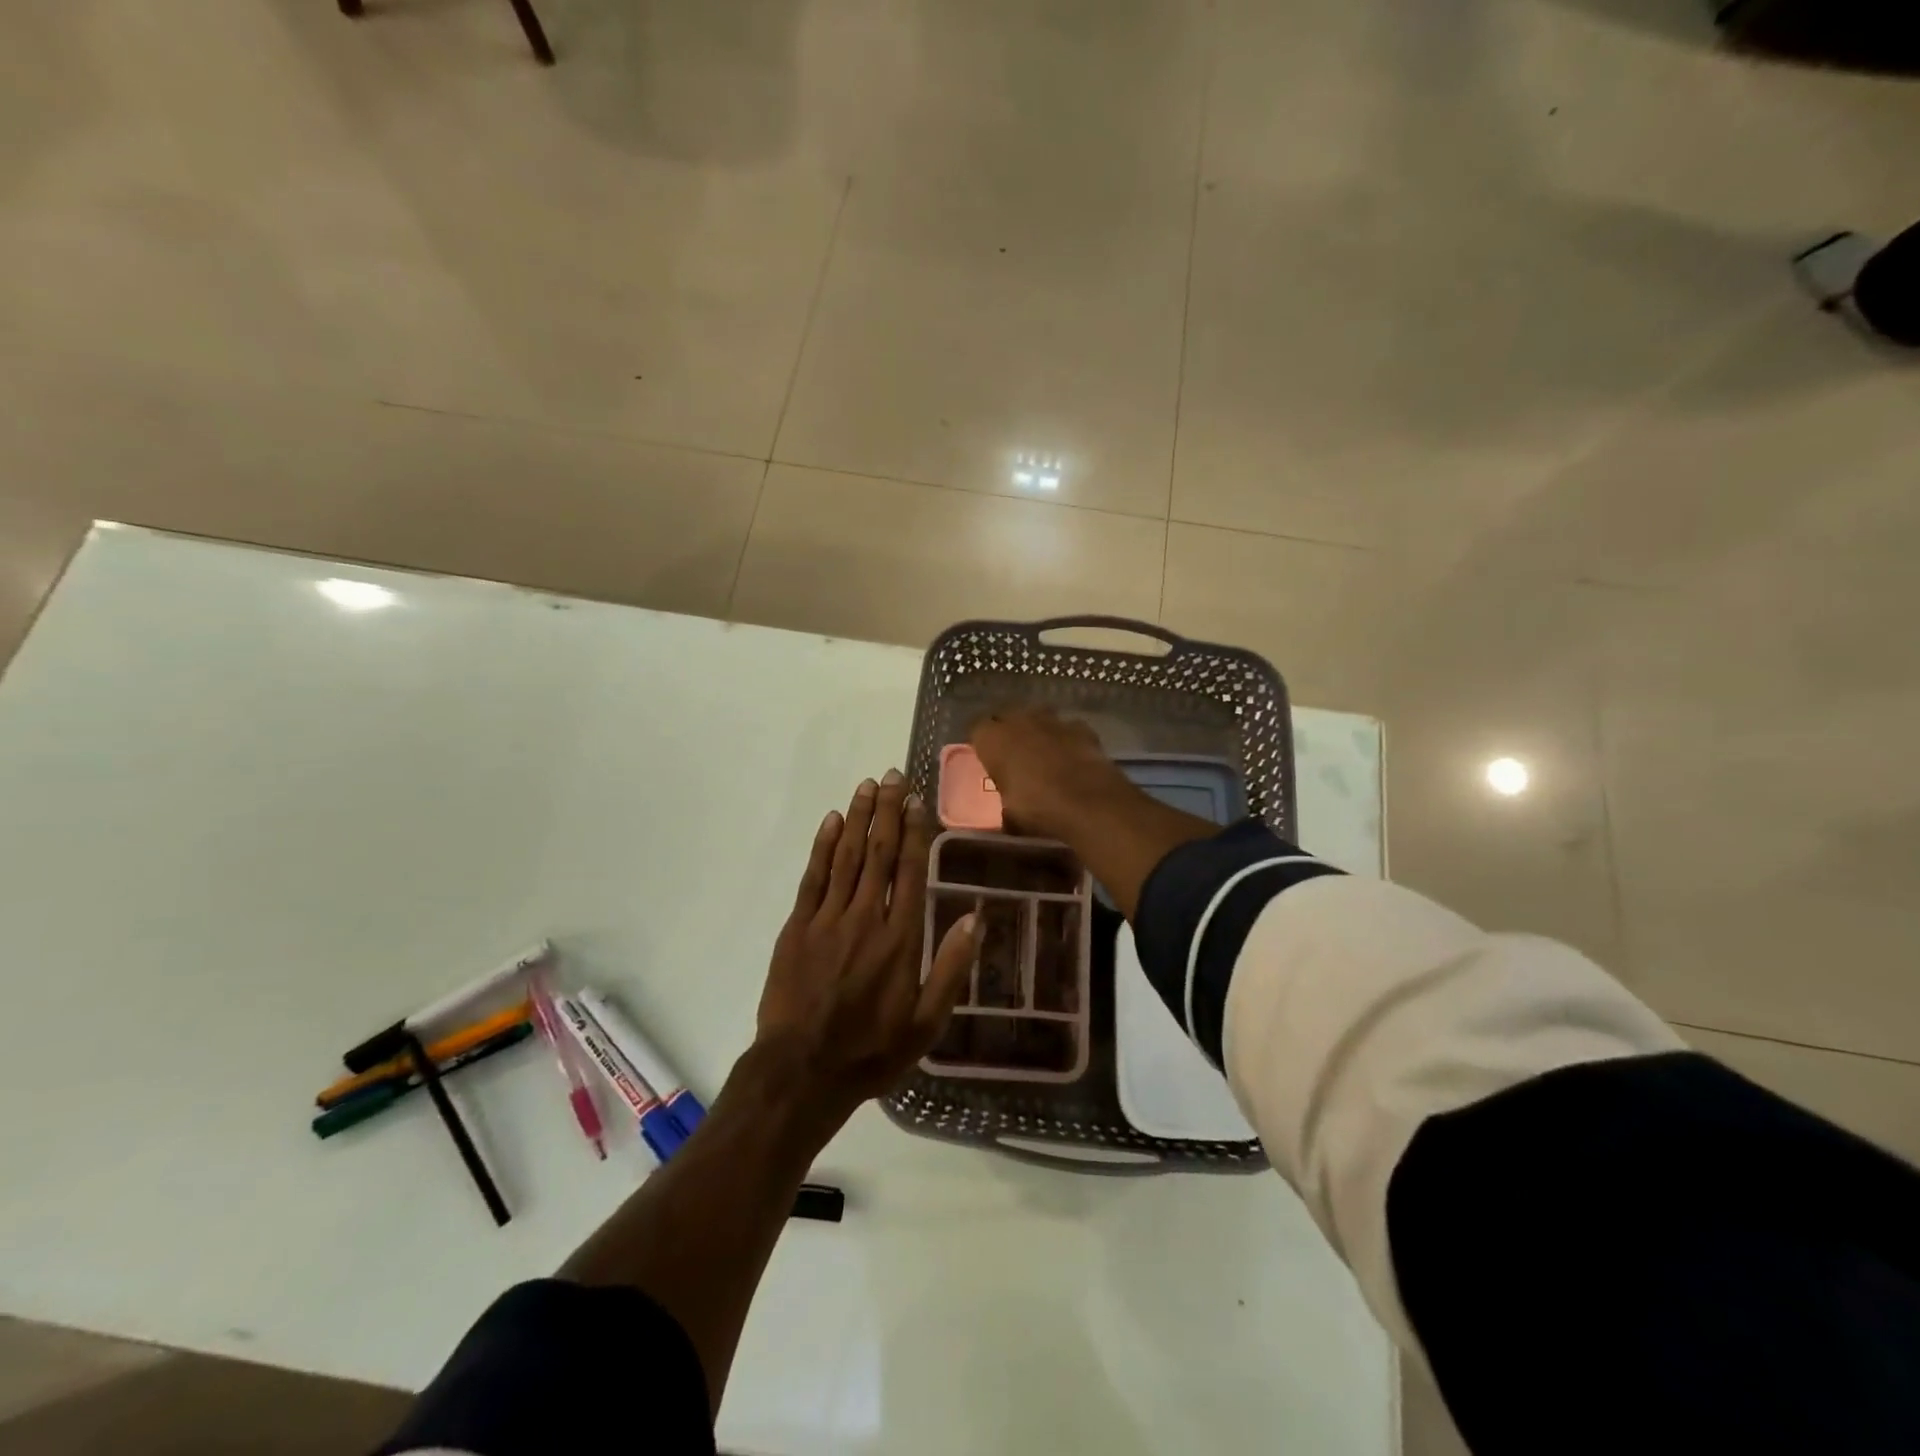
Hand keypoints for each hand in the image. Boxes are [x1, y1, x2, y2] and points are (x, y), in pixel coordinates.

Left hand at [756, 771, 981, 1128]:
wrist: (803, 1071)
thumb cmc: (872, 1050)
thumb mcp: (927, 1022)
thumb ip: (951, 967)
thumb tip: (976, 917)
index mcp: (900, 938)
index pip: (909, 870)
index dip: (914, 831)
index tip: (917, 800)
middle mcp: (866, 917)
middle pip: (878, 852)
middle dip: (887, 810)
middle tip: (892, 775)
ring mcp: (828, 919)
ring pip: (846, 856)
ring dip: (857, 817)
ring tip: (867, 785)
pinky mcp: (797, 926)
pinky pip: (813, 877)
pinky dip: (823, 846)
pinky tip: (831, 821)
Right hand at [970, 707, 1136, 841]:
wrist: (1088, 802)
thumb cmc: (1037, 808)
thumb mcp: (1010, 815)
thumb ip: (1005, 805)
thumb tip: (1008, 814)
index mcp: (993, 739)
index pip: (977, 729)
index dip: (982, 743)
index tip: (986, 758)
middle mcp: (1019, 721)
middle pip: (1007, 717)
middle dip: (1009, 732)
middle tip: (1012, 755)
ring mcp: (1053, 720)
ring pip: (1038, 717)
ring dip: (1038, 731)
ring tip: (1043, 754)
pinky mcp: (1082, 727)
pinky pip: (1068, 728)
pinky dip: (1067, 739)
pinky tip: (1072, 757)